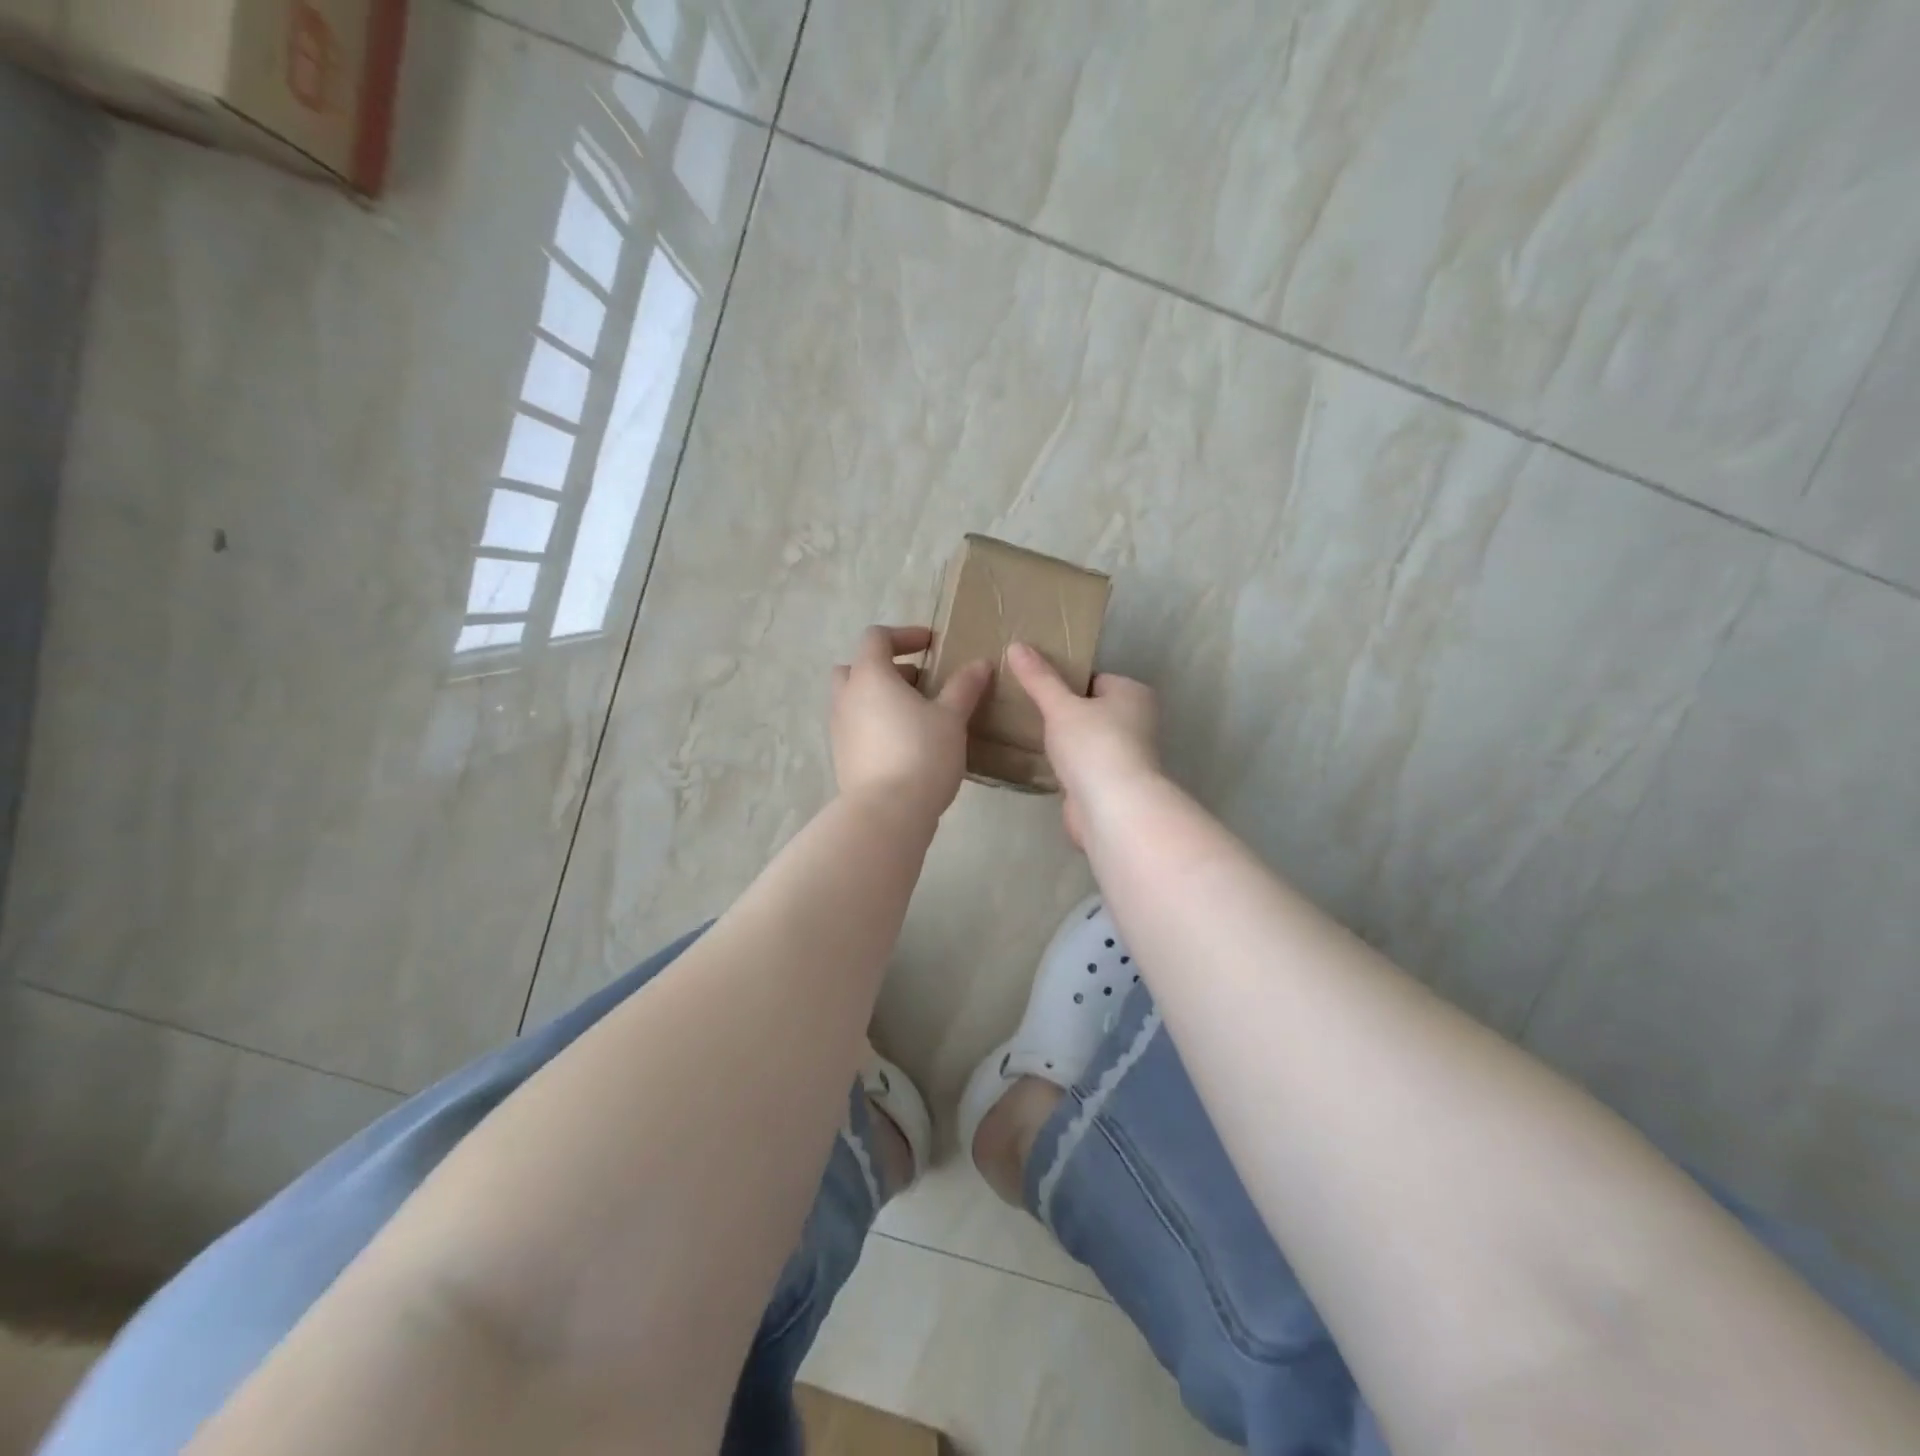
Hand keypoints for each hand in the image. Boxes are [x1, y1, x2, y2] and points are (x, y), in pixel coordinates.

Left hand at [831, 626, 991, 821]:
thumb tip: (980, 664)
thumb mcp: (951, 718)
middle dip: (887, 668)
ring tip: (917, 714)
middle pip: (857, 667)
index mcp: (869, 676)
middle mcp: (846, 697)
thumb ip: (964, 687)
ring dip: (880, 697)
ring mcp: (839, 729)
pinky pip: (856, 726)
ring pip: (854, 699)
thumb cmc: (921, 754)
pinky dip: (876, 723)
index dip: (904, 635)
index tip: (931, 645)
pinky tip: (905, 743)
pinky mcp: (841, 757)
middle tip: (919, 681)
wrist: (886, 812)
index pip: (876, 637)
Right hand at [1006, 643, 1159, 848]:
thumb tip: (1016, 645)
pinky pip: (1081, 766)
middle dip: (1062, 712)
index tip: (1034, 685)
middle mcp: (1136, 722)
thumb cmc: (1093, 745)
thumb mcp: (1061, 706)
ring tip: (1025, 733)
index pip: (1094, 678)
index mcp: (1132, 694)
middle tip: (1024, 708)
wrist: (1112, 809)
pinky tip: (1039, 763)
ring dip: (1062, 741)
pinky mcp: (1110, 785)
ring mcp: (1125, 756)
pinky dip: (1064, 766)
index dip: (1065, 680)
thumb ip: (1039, 678)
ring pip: (1085, 740)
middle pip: (1090, 709)